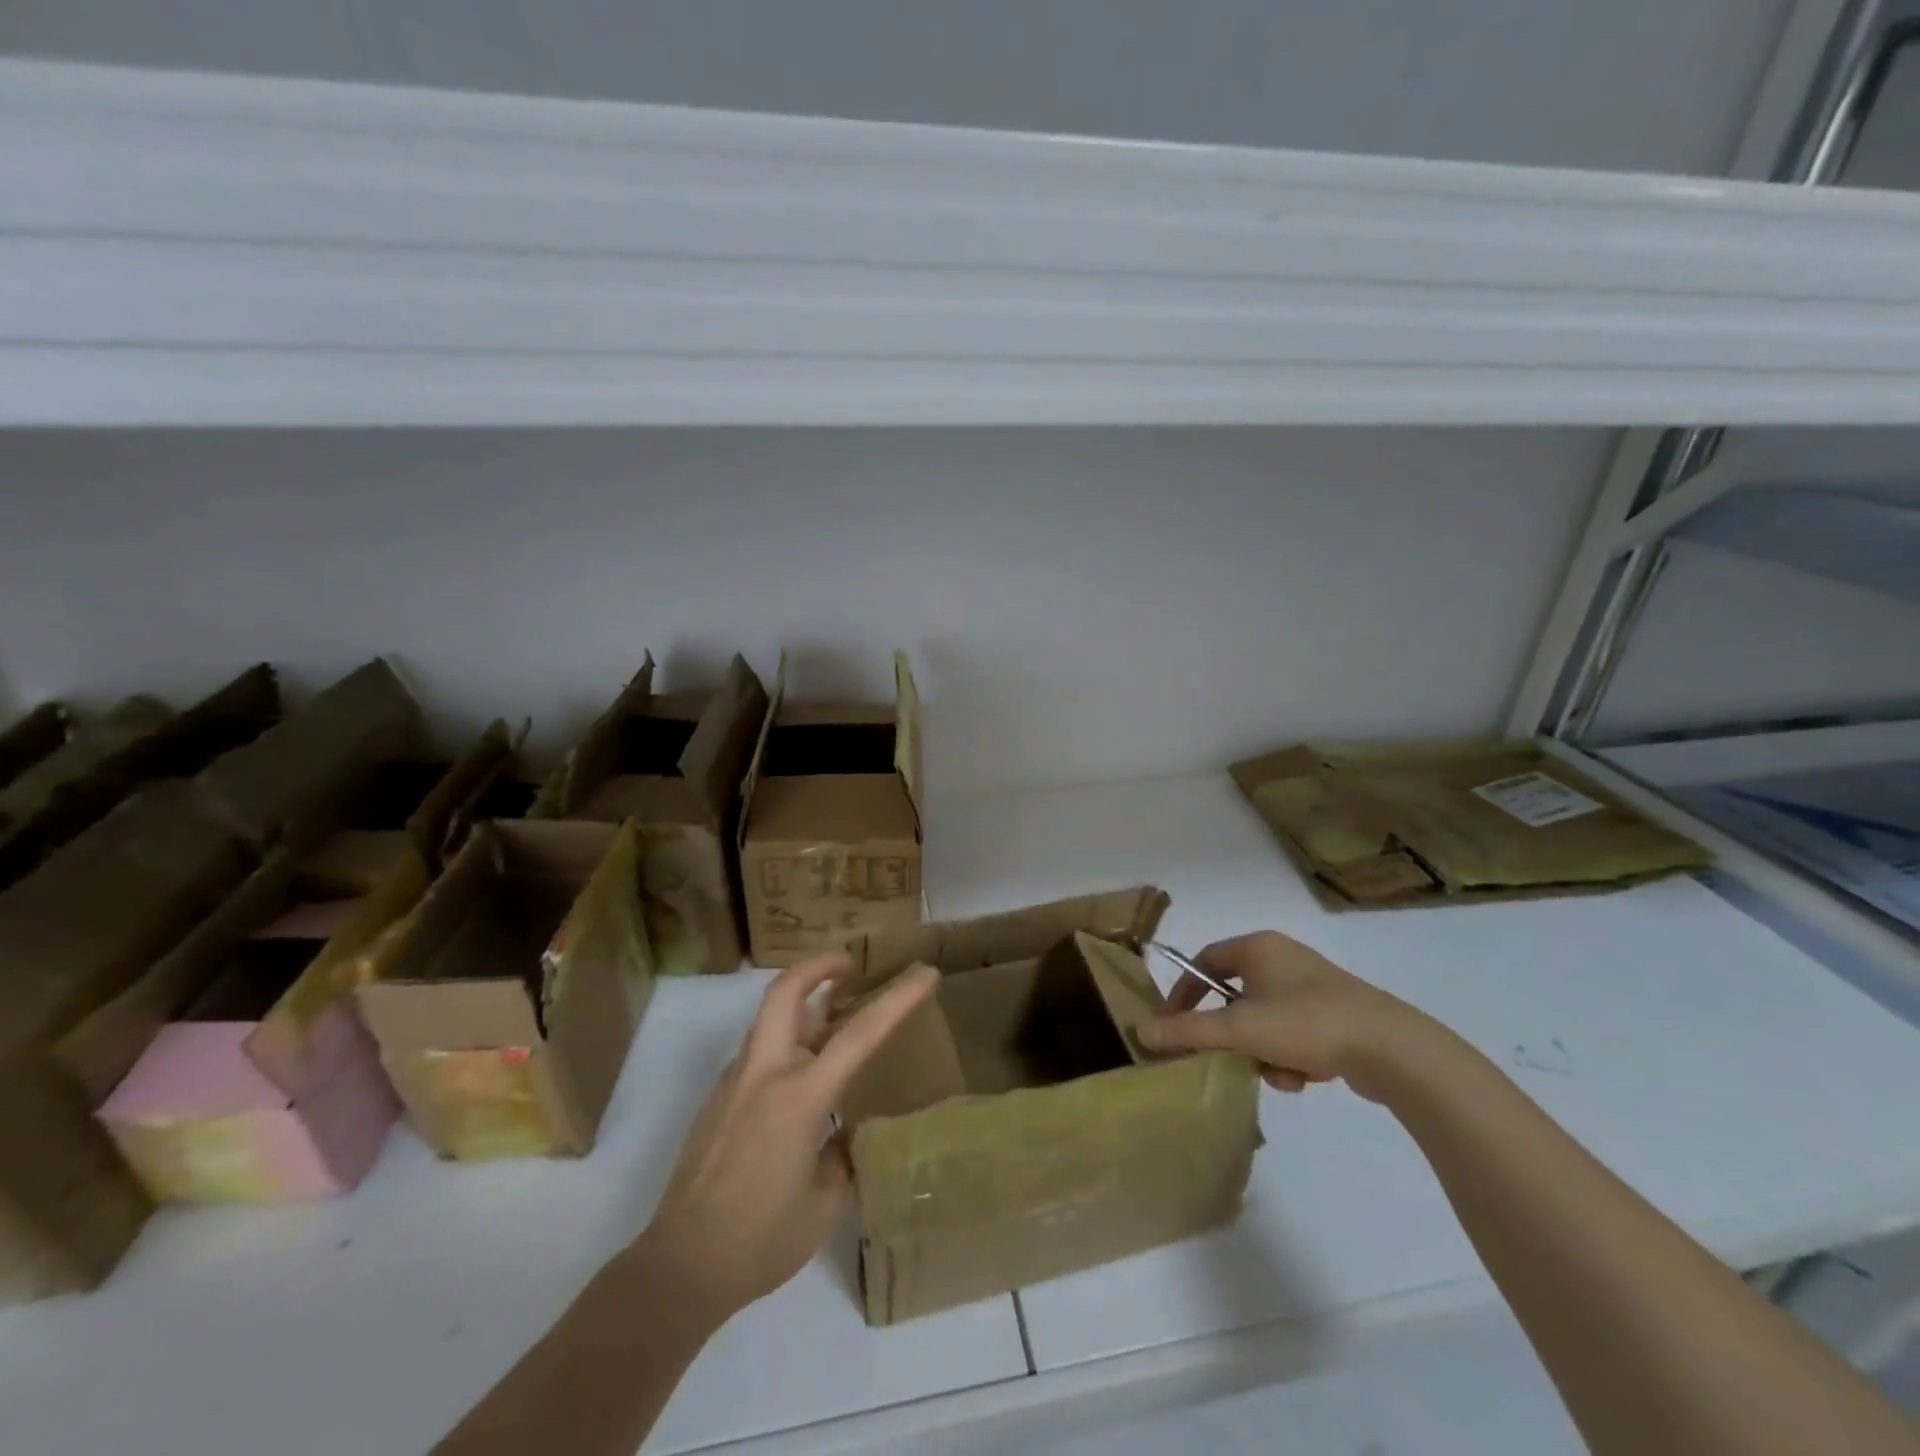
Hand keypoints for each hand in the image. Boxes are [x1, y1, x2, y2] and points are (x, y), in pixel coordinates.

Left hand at [631, 952, 938, 1322]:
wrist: (679, 1267)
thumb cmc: (760, 1240)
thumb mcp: (824, 1203)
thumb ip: (840, 1155)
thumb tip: (841, 1133)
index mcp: (799, 1097)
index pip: (859, 1034)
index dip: (897, 999)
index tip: (924, 973)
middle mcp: (764, 1074)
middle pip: (785, 992)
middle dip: (819, 966)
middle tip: (850, 966)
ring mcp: (735, 1082)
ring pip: (769, 1018)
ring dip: (802, 1001)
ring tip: (834, 1016)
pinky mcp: (718, 1099)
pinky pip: (758, 1050)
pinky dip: (785, 1038)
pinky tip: (802, 1073)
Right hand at [1137, 930, 1429, 1100]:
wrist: (1392, 1049)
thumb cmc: (1306, 1023)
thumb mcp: (1240, 1029)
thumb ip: (1189, 1031)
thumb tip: (1141, 1031)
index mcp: (1258, 947)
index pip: (1204, 961)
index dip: (1185, 992)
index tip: (1175, 1025)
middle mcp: (1283, 957)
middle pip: (1235, 996)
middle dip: (1232, 1033)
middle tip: (1227, 1056)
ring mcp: (1312, 985)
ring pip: (1264, 1020)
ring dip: (1263, 1051)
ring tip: (1280, 1074)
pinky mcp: (1336, 1013)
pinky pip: (1293, 1032)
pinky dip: (1291, 1056)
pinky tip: (1306, 1077)